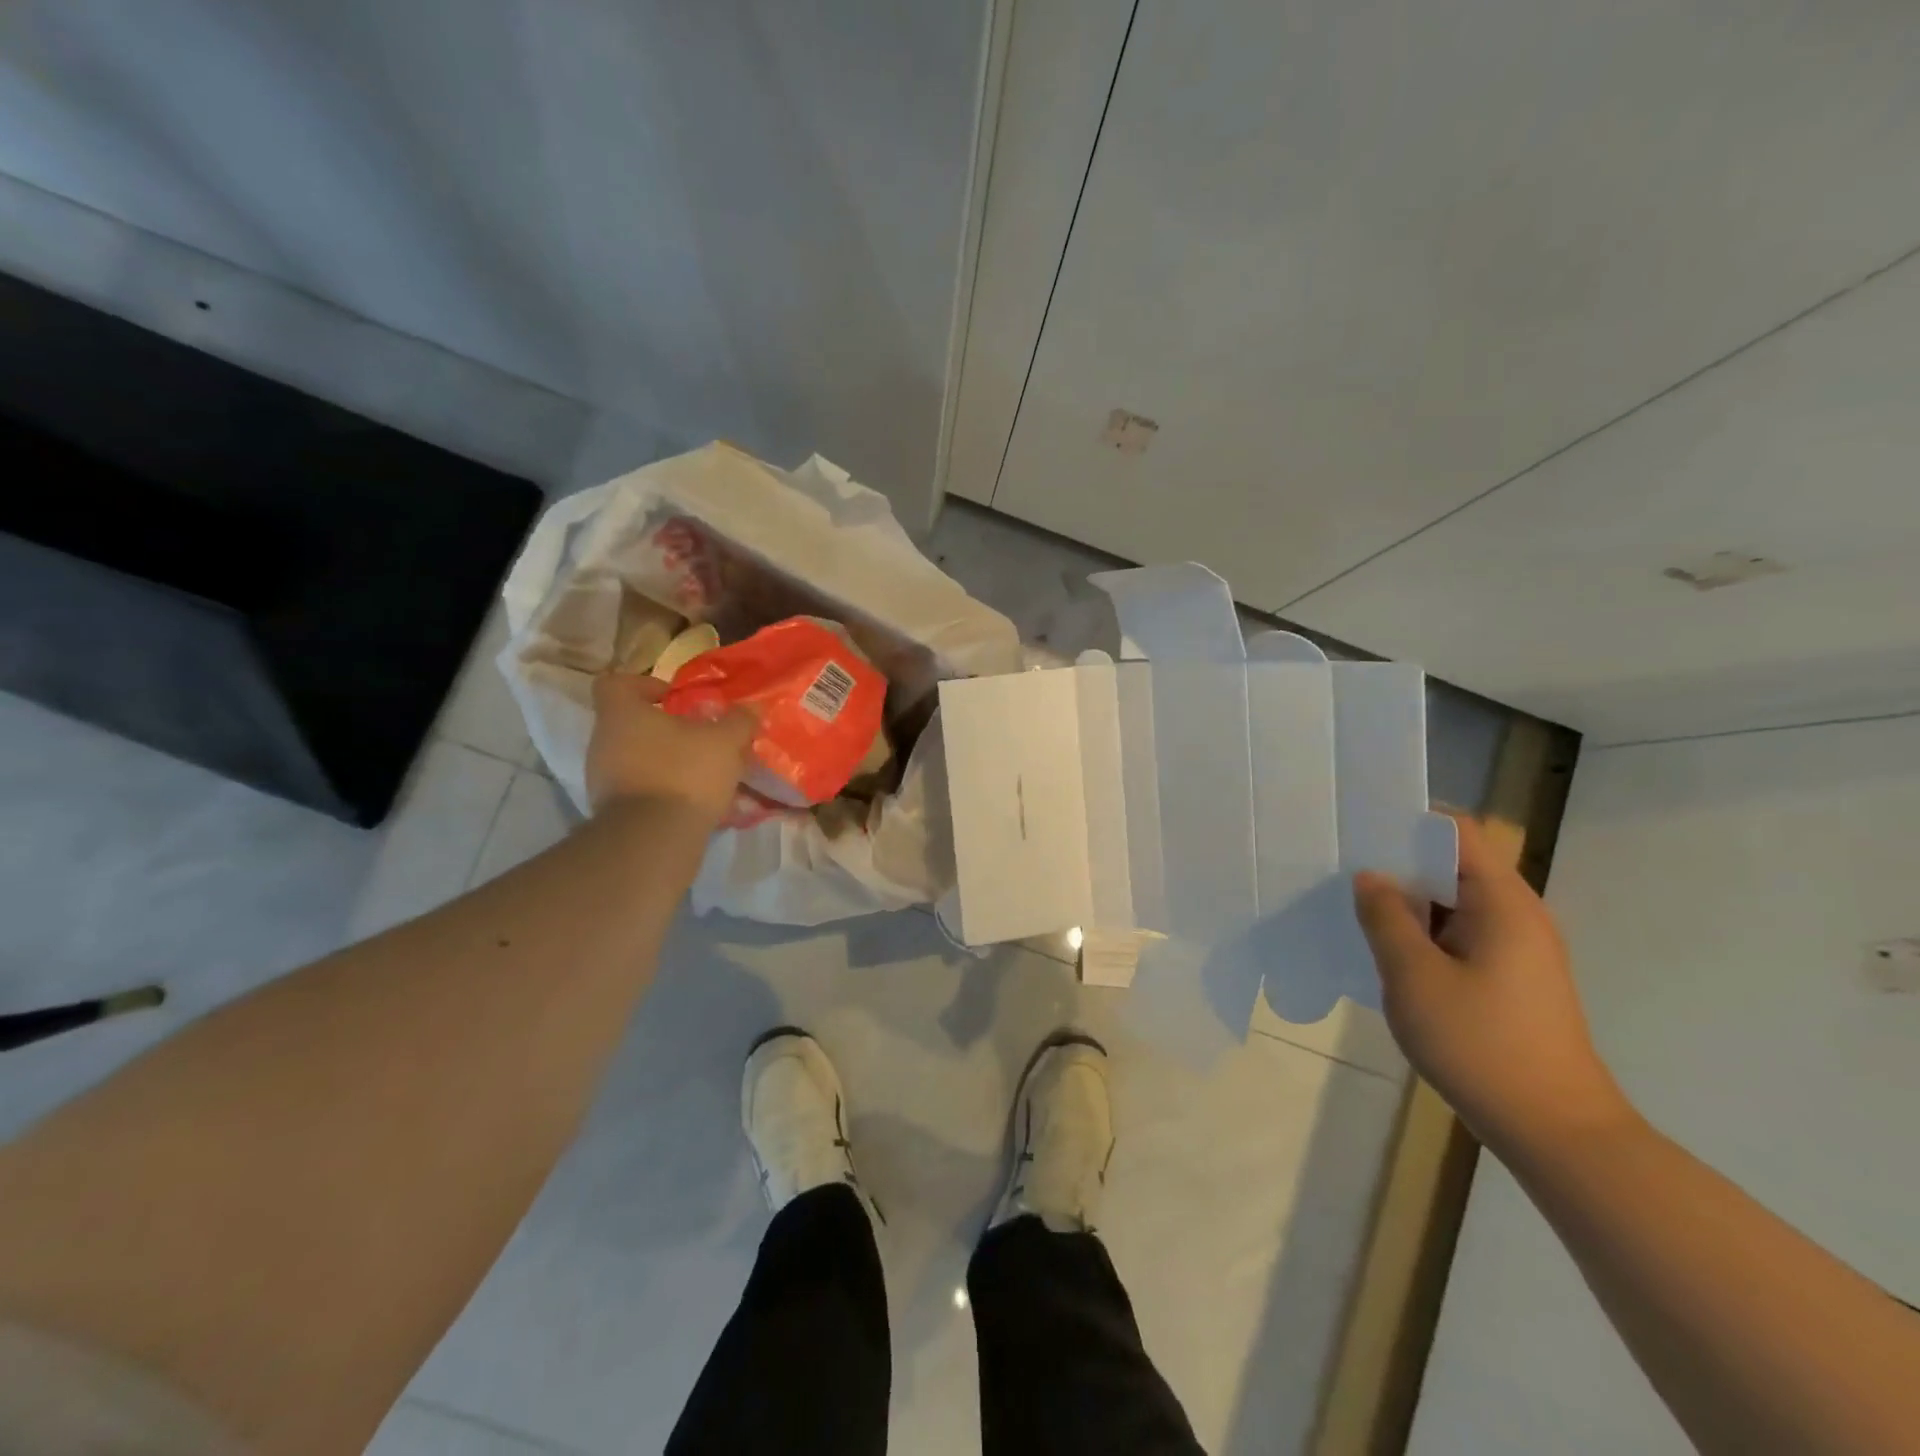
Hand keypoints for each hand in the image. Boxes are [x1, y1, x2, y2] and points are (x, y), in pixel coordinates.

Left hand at [586, 673, 756, 822]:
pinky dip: (664, 790)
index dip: (645, 684)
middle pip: (632, 724)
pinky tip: (696, 801)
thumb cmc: (684, 773)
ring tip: (706, 773)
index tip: (674, 698)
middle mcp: (603, 742)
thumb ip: (739, 721)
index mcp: (622, 714)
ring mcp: (603, 779)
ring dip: (669, 761)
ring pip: (639, 758)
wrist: (653, 840)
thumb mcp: (725, 741)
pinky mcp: (613, 811)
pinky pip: (641, 789)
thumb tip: (751, 709)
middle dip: (668, 729)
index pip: (616, 683)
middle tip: (702, 738)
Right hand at [1353, 811, 1632, 1153]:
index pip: (1458, 832)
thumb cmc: (1481, 1045)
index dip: (1409, 822)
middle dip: (1399, 862)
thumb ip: (1386, 918)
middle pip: (1454, 864)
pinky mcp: (1510, 978)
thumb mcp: (1414, 976)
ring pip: (1453, 902)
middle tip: (1342, 868)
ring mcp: (1517, 949)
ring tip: (1354, 906)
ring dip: (1408, 902)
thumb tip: (1370, 877)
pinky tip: (1387, 950)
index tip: (1359, 829)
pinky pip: (1459, 934)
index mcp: (1502, 903)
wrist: (1555, 1131)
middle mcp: (1517, 915)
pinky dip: (1423, 932)